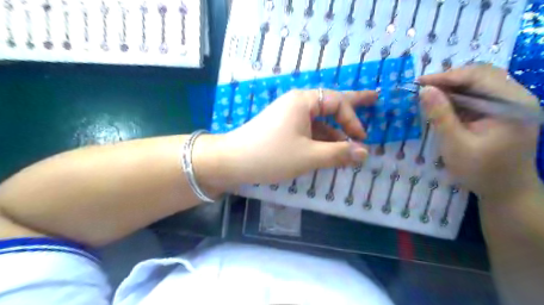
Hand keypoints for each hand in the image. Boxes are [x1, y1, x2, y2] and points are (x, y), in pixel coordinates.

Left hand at [212, 88, 378, 188]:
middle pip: (330, 103)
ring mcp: (288, 116)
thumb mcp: (309, 156)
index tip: (361, 139)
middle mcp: (296, 103)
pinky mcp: (282, 129)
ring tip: (350, 143)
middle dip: (352, 105)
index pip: (337, 102)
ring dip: (334, 132)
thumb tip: (364, 152)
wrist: (233, 161)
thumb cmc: (272, 155)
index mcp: (303, 101)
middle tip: (374, 98)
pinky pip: (307, 130)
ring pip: (318, 120)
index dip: (353, 119)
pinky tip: (328, 150)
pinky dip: (320, 139)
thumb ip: (339, 153)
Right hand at [418, 64, 539, 200]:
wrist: (506, 190)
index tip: (418, 82)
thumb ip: (440, 115)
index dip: (446, 76)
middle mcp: (517, 98)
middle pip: (481, 75)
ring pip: (480, 83)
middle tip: (423, 89)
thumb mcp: (455, 144)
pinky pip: (480, 95)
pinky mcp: (504, 111)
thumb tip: (424, 90)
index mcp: (511, 104)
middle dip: (449, 79)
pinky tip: (444, 103)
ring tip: (430, 95)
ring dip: (453, 87)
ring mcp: (512, 104)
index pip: (478, 76)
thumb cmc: (480, 170)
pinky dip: (459, 96)